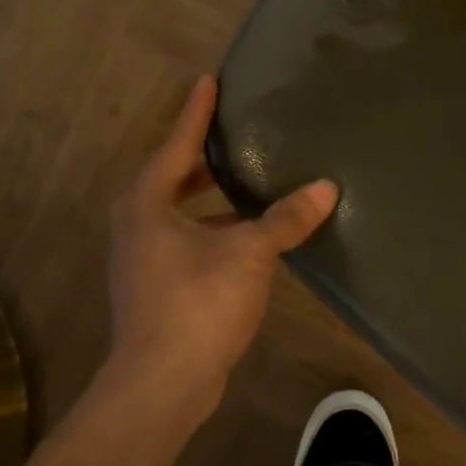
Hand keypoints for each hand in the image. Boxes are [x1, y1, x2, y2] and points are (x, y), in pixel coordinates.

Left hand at [107, 76, 338, 425]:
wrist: (161, 384)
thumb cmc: (197, 302)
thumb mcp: (249, 252)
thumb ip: (285, 219)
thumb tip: (327, 187)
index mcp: (148, 203)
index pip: (178, 144)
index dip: (197, 112)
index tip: (209, 80)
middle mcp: (138, 224)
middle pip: (174, 177)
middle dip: (204, 156)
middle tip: (236, 132)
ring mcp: (143, 259)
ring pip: (180, 212)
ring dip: (211, 198)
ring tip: (248, 182)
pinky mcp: (157, 288)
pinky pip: (187, 241)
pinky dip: (214, 229)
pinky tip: (248, 236)